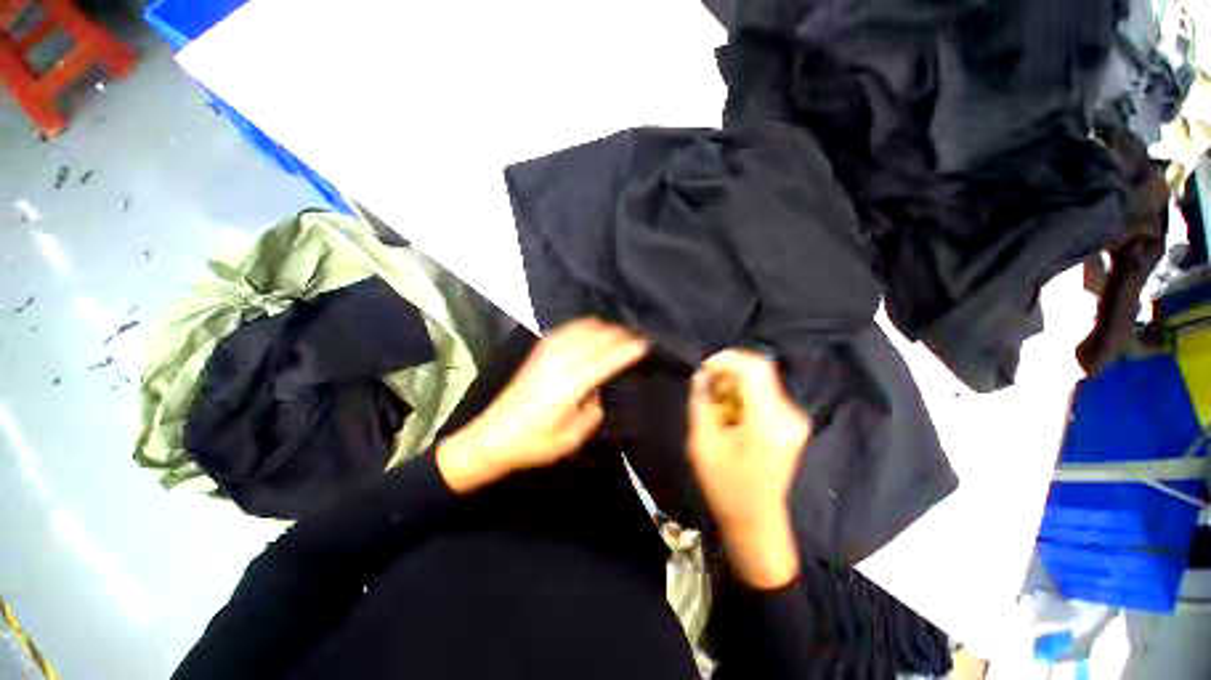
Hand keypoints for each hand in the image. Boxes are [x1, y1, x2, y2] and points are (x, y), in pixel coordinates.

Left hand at [438, 319, 648, 492]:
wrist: (493, 436)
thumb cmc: (534, 443)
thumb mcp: (572, 438)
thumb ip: (592, 412)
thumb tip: (598, 391)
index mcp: (569, 385)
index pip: (606, 359)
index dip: (627, 350)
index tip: (645, 344)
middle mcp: (559, 362)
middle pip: (596, 339)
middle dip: (620, 335)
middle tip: (638, 336)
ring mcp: (546, 354)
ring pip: (581, 329)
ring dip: (603, 328)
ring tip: (620, 330)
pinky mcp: (538, 352)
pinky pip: (565, 330)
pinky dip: (583, 325)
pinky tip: (591, 327)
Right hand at [688, 349, 810, 588]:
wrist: (756, 518)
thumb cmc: (725, 485)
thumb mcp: (702, 443)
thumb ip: (701, 403)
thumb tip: (701, 374)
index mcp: (768, 422)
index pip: (754, 368)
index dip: (727, 359)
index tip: (705, 367)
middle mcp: (789, 415)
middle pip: (759, 371)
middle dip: (729, 372)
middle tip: (707, 388)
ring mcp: (795, 418)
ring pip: (762, 379)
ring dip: (735, 383)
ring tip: (717, 403)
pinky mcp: (793, 421)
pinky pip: (766, 392)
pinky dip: (744, 393)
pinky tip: (731, 412)